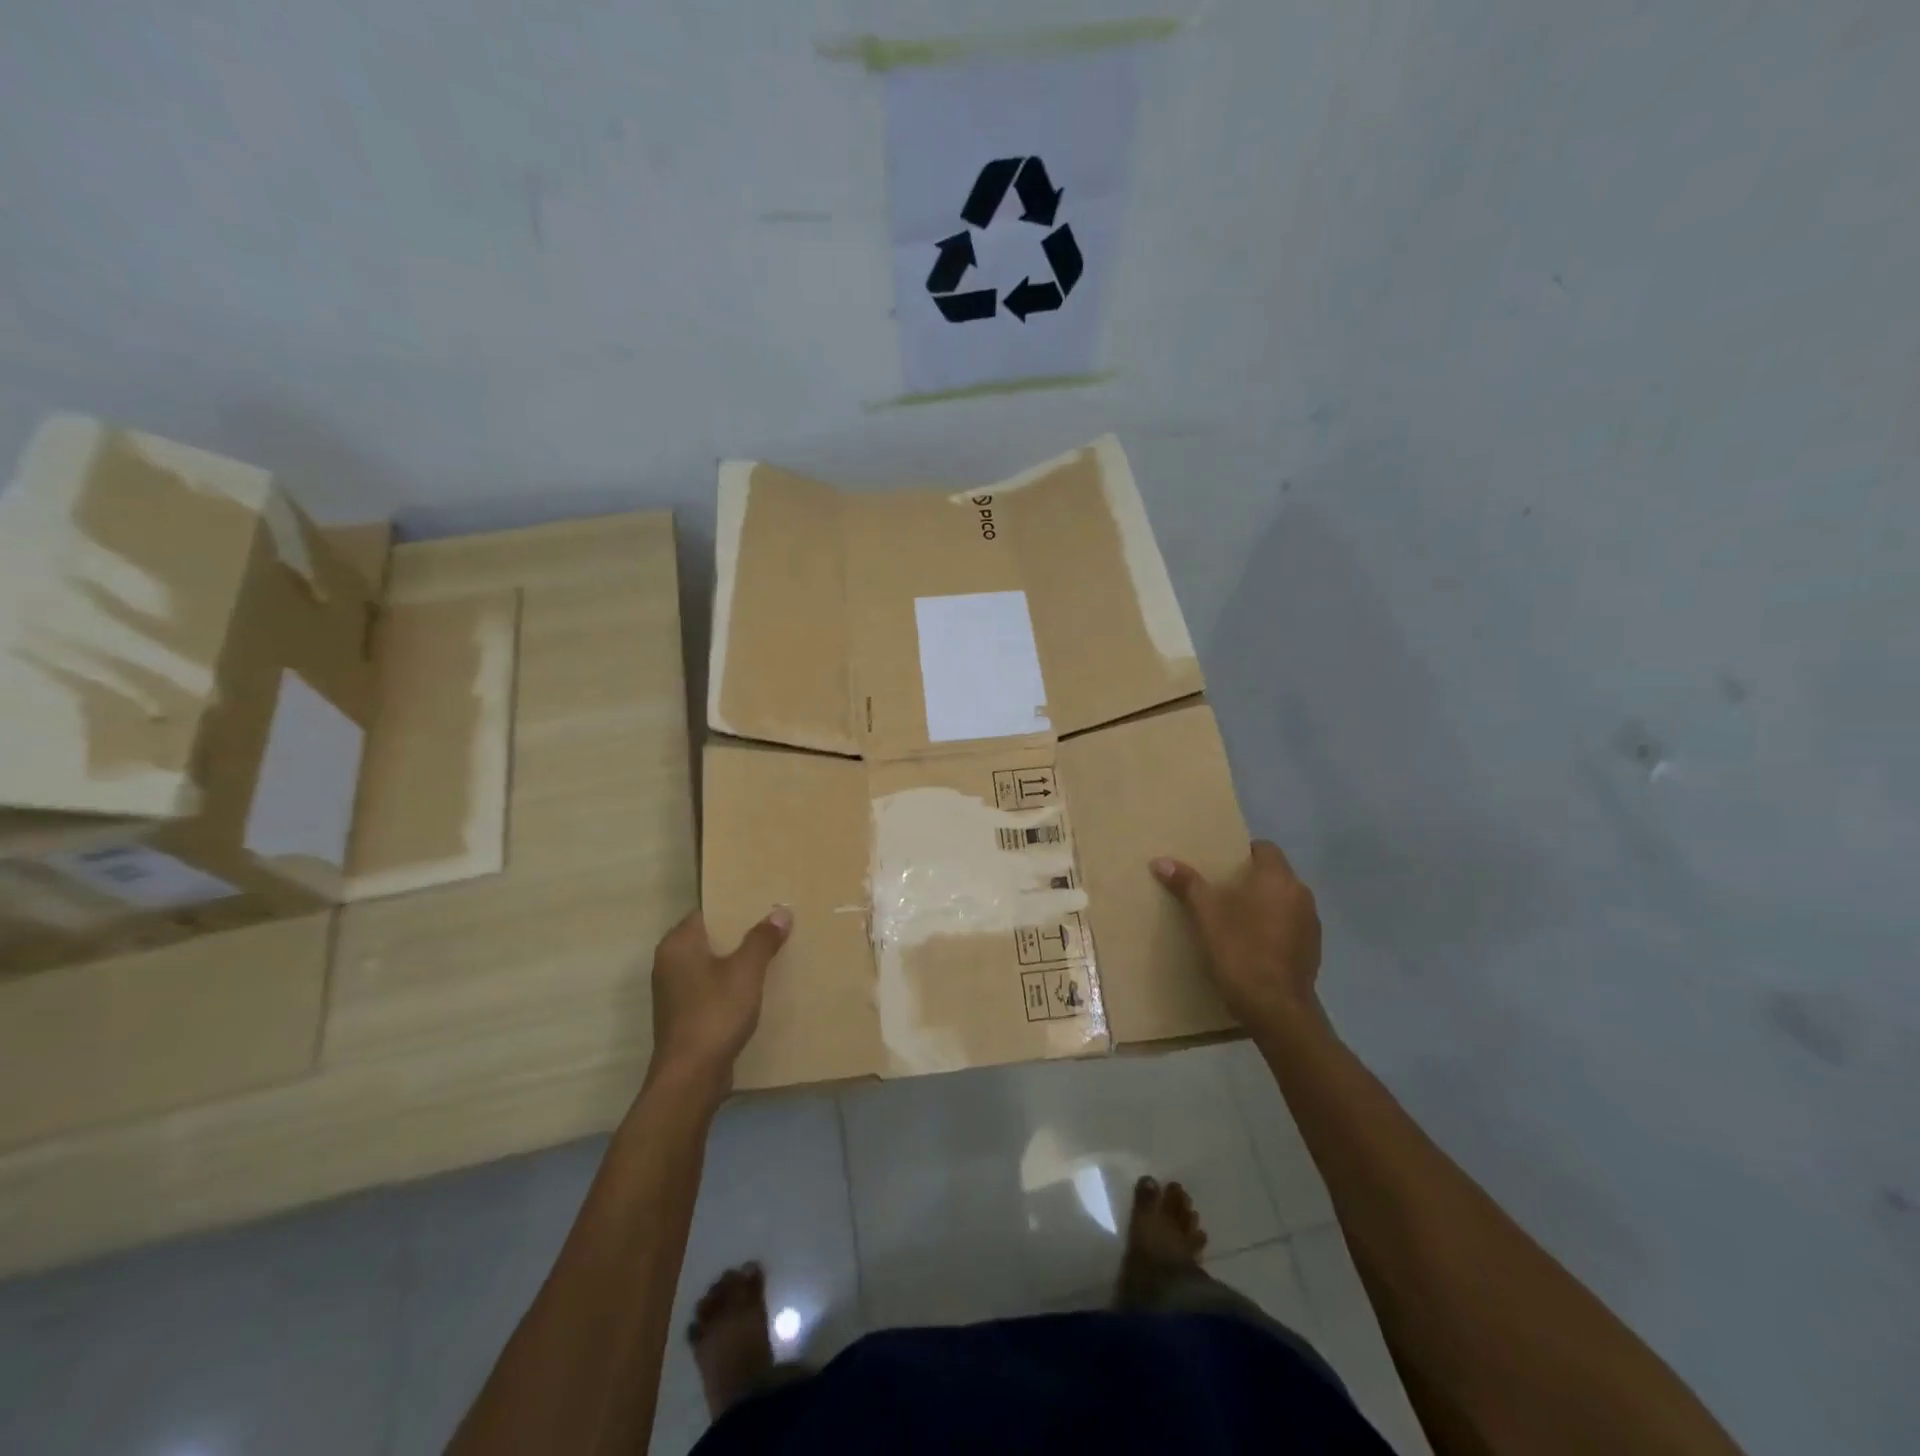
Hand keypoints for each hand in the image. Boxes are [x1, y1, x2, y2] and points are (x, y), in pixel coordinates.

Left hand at [647, 906, 791, 1094]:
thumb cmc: (715, 1013)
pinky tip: (755, 988)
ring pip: (710, 964)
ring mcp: (674, 991)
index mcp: (677, 945)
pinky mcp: (683, 1015)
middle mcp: (669, 963)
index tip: (762, 904)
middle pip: (709, 937)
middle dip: (739, 933)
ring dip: (735, 960)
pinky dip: (729, 984)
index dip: (734, 906)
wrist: (691, 1077)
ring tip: (770, 953)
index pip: (706, 912)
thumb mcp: (746, 971)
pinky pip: (710, 987)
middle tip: (773, 926)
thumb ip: (762, 939)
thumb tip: (780, 912)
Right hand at [1151, 841, 1324, 1033]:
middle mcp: (1301, 894)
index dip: (1244, 853)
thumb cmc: (1239, 951)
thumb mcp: (1205, 915)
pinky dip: (1275, 929)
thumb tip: (1161, 861)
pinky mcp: (1313, 950)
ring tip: (1236, 920)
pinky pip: (1291, 927)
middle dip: (1251, 880)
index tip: (1221, 865)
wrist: (1276, 1009)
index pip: (1266, 848)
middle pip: (1275, 875)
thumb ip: (1187, 884)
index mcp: (1277, 879)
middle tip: (1221, 891)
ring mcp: (1311, 924)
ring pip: (1284, 902)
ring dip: (1265, 905)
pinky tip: (1254, 946)